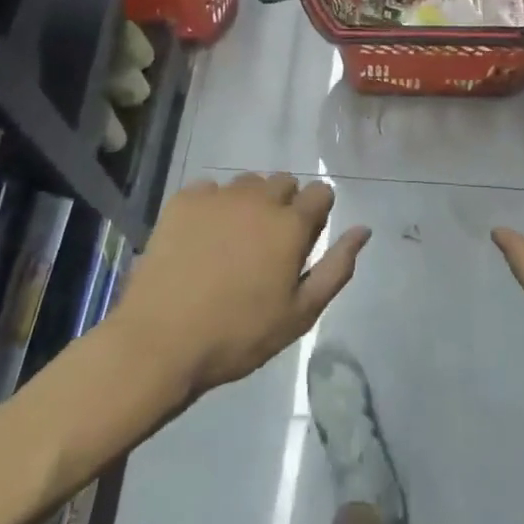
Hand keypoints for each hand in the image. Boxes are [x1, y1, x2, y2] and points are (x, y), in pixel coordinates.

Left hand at [112, 173, 370, 397]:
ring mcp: (218, 196)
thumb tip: (363, 230)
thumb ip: (337, 267)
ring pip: (247, 182)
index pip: (320, 192)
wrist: (160, 341)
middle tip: (268, 244)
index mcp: (290, 224)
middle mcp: (258, 198)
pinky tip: (202, 237)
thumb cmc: (239, 334)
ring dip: (250, 202)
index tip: (305, 239)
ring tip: (234, 239)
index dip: (317, 213)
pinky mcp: (183, 200)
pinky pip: (209, 189)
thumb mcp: (300, 313)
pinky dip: (213, 205)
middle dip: (285, 204)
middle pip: (284, 182)